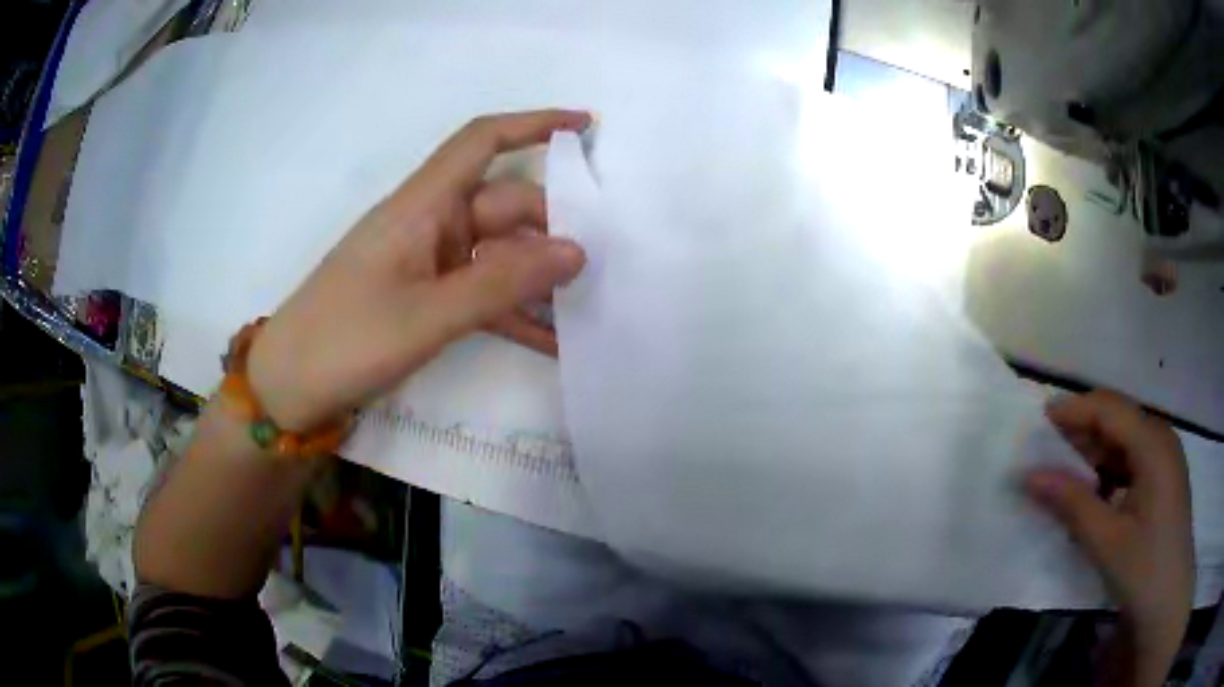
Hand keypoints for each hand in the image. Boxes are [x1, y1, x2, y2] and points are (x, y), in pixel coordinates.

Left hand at [247, 110, 590, 430]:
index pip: (481, 142)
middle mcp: (428, 225)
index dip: (533, 125)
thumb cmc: (345, 340)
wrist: (288, 389)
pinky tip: (551, 341)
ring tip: (590, 306)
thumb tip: (577, 252)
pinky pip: (480, 295)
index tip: (586, 126)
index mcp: (421, 206)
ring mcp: (426, 265)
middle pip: (502, 206)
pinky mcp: (423, 300)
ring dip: (537, 280)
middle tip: (606, 265)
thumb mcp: (427, 315)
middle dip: (552, 229)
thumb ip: (502, 284)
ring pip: (496, 255)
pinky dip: (512, 313)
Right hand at [1025, 390, 1193, 685]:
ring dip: (1095, 452)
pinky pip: (1133, 461)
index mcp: (1153, 445)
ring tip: (1065, 472)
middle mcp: (1161, 439)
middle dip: (1083, 430)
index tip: (1040, 419)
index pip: (1110, 410)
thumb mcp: (1106, 541)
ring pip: (1125, 440)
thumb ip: (1071, 504)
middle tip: (1047, 449)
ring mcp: (1165, 459)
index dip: (1075, 409)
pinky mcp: (1163, 479)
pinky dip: (1109, 470)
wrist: (1168, 599)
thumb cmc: (1144, 569)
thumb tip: (1030, 476)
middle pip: (1119, 420)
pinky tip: (1095, 492)